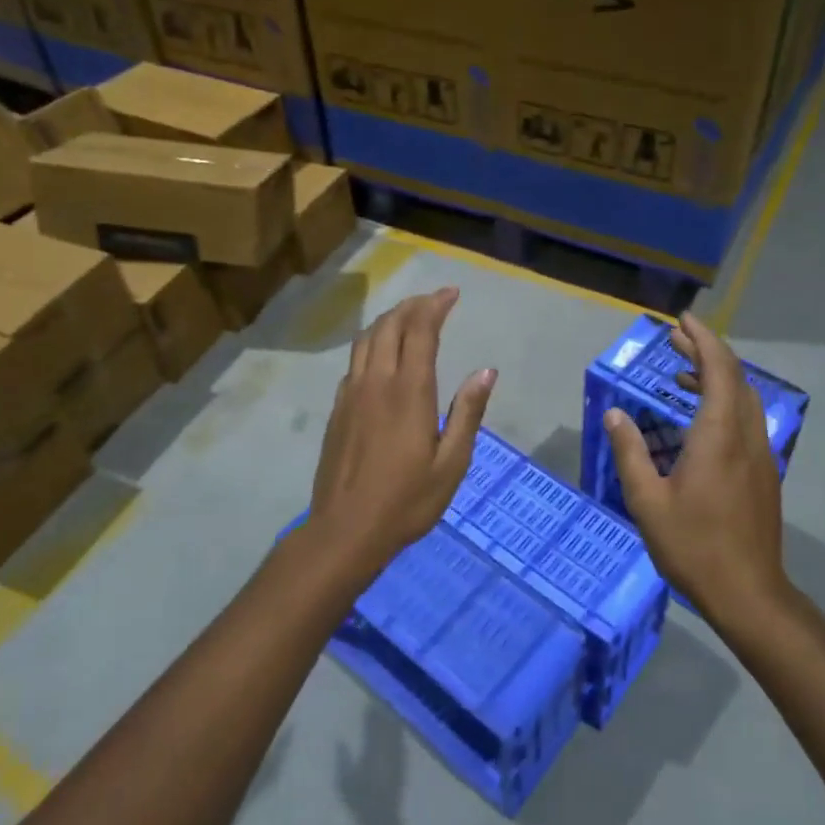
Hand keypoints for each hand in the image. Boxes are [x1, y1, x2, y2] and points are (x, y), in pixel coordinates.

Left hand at [309, 287, 495, 565]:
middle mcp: (377, 382)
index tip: (452, 293)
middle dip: (413, 305)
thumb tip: (486, 371)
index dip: (435, 306)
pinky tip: (381, 356)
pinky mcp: (337, 409)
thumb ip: (467, 412)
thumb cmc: (407, 501)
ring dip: (389, 320)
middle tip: (434, 300)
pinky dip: (372, 344)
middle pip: (390, 326)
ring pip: (366, 339)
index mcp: (409, 392)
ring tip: (408, 317)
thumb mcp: (452, 463)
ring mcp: (351, 394)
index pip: (421, 331)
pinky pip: (354, 361)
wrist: (345, 530)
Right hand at [603, 313, 787, 625]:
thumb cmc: (694, 546)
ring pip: (743, 398)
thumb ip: (630, 452)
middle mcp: (746, 436)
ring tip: (682, 373)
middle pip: (734, 377)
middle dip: (706, 351)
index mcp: (719, 435)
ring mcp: (760, 454)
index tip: (682, 320)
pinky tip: (701, 418)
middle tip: (675, 338)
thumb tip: (614, 414)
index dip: (702, 339)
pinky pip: (747, 419)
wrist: (749, 594)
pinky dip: (724, 401)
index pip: (718, 369)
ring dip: (716, 376)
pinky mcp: (763, 472)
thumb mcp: (648, 501)